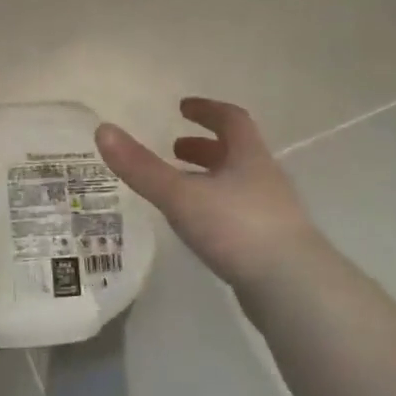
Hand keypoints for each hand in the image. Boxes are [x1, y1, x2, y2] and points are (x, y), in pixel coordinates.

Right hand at [96, 99, 324, 288]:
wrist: (292, 288)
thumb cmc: (237, 228)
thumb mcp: (181, 195)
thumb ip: (141, 167)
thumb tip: (103, 129)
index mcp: (249, 157)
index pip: (231, 120)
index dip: (207, 110)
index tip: (183, 107)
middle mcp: (265, 179)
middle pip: (236, 152)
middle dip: (204, 147)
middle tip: (175, 149)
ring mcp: (272, 213)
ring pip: (238, 184)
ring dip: (210, 179)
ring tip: (180, 188)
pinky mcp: (270, 244)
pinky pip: (239, 213)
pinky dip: (216, 208)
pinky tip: (200, 226)